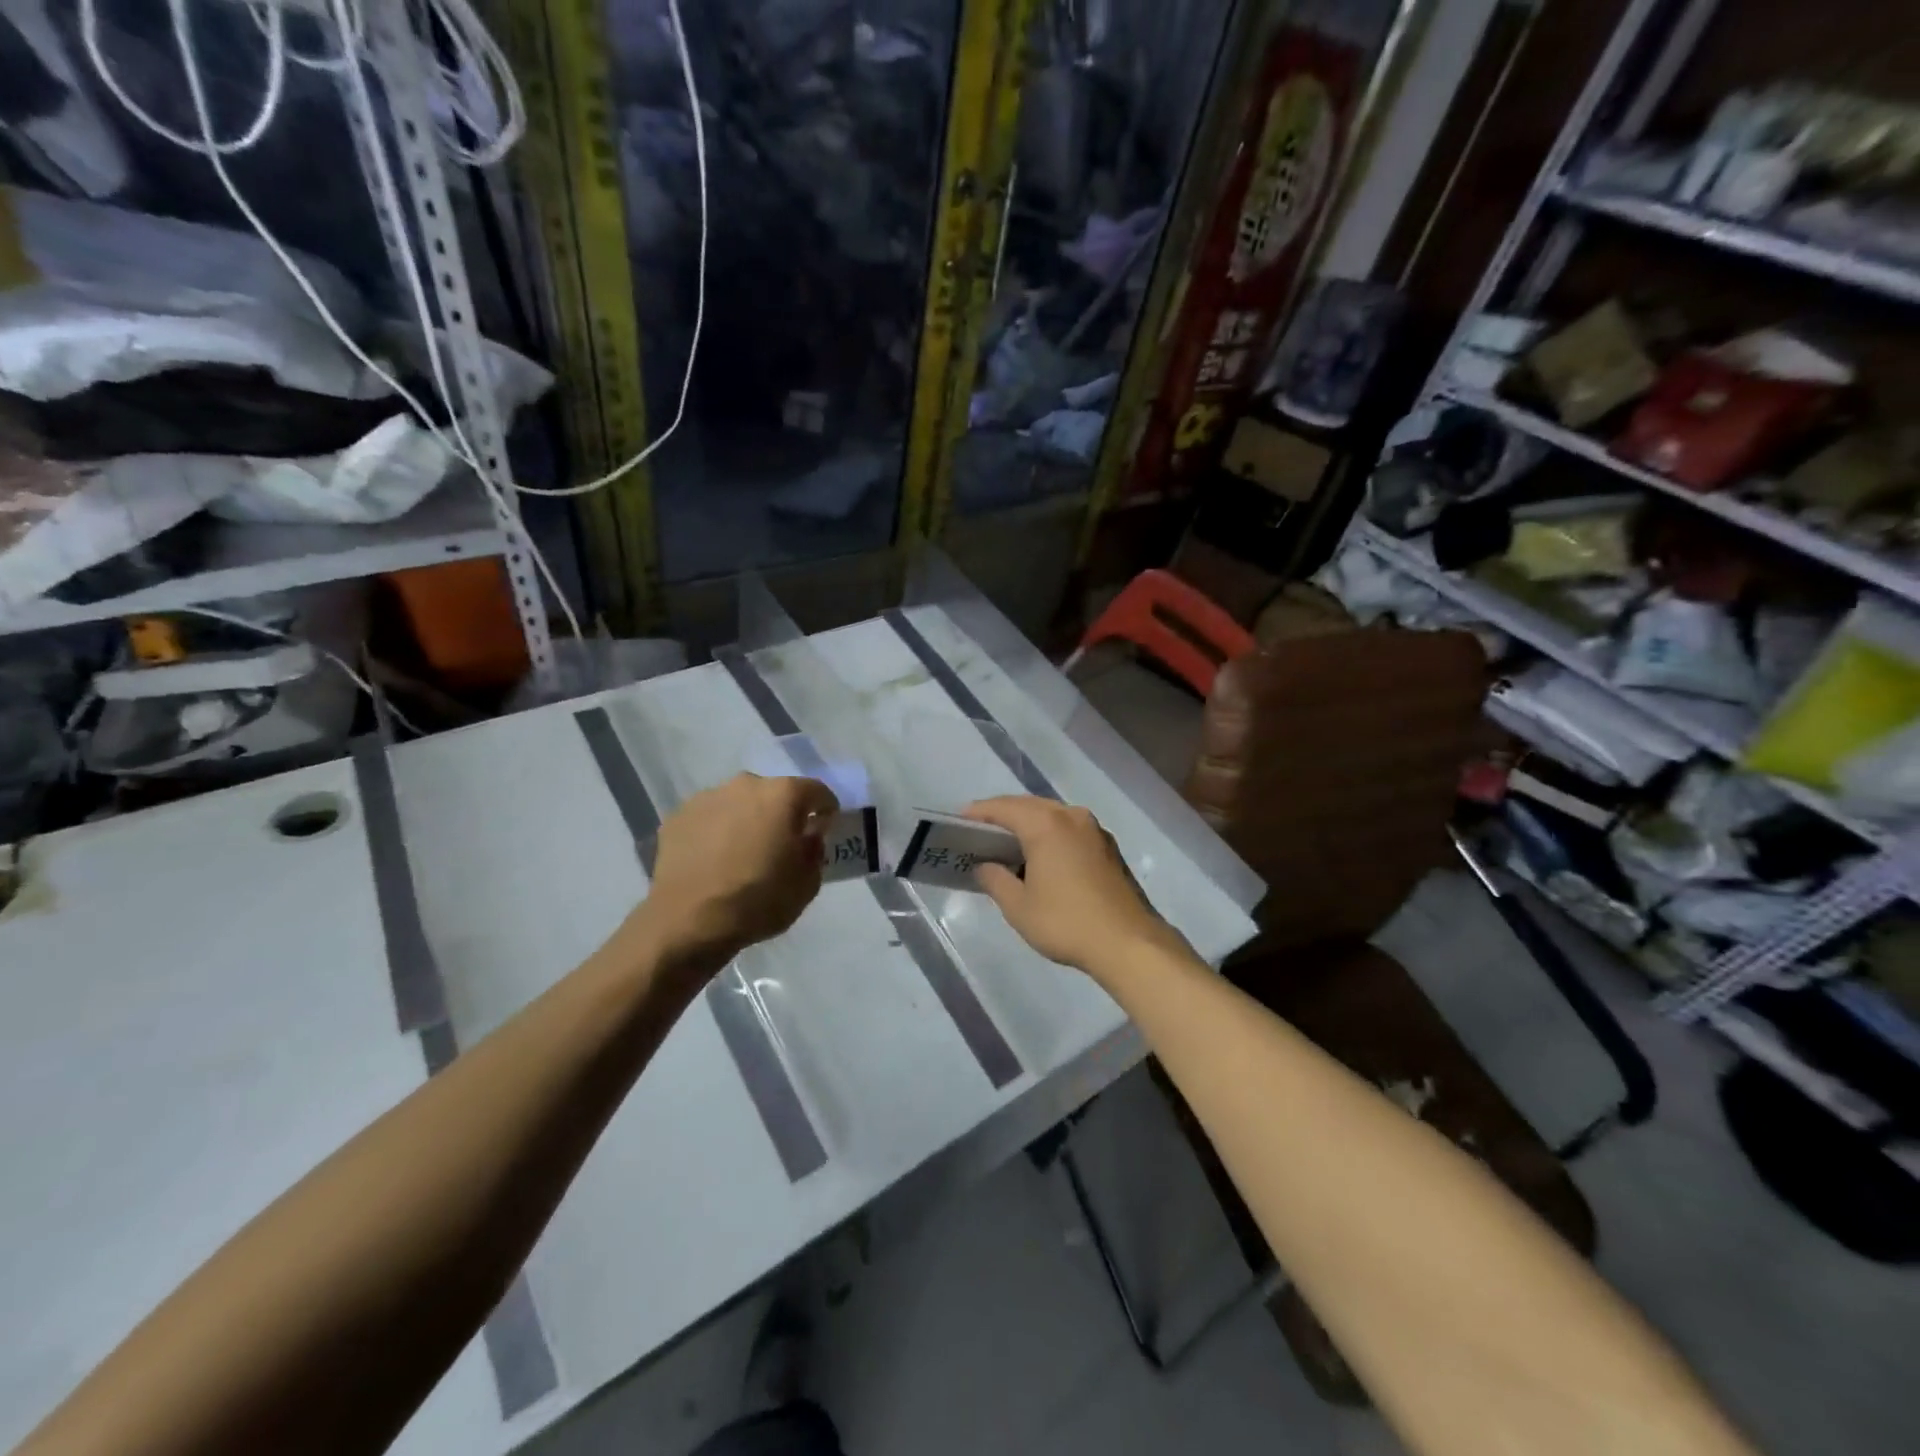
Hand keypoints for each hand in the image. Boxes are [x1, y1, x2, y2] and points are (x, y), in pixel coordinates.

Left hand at [642, 773, 839, 965]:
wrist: (689, 920)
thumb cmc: (758, 900)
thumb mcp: (807, 884)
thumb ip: (814, 851)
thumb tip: (808, 837)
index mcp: (783, 795)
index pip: (817, 791)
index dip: (825, 810)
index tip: (824, 829)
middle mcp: (746, 785)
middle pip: (774, 793)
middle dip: (782, 814)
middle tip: (780, 844)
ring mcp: (707, 797)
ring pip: (738, 803)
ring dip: (746, 820)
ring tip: (742, 853)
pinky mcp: (678, 816)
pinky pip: (709, 818)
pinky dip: (716, 832)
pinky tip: (713, 860)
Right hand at [963, 797, 1183, 978]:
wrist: (1128, 942)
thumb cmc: (1066, 922)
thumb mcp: (1019, 907)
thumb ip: (996, 880)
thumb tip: (984, 866)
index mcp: (1046, 824)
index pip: (1004, 808)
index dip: (979, 812)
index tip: (959, 821)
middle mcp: (1071, 816)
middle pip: (1029, 805)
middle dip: (1003, 815)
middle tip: (979, 831)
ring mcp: (1094, 830)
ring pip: (1052, 815)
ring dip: (1029, 823)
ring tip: (1007, 843)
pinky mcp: (1108, 847)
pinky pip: (1069, 829)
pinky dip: (1050, 834)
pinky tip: (1040, 855)